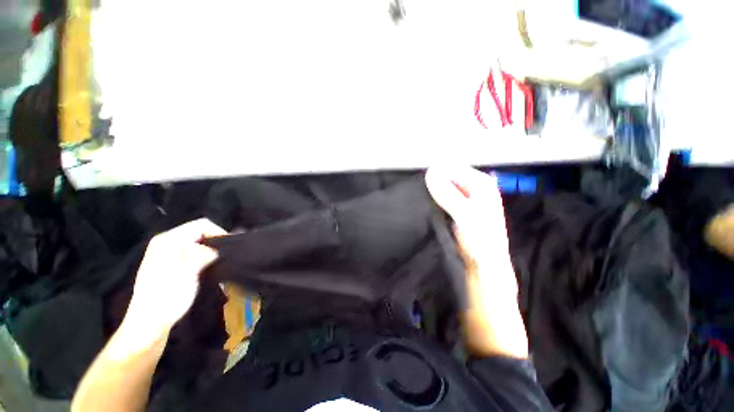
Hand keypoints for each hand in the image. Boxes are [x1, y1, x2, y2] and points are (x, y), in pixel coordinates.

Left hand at [122, 219, 226, 343]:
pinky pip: (190, 252)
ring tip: (218, 264)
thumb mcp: (188, 274)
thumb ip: (202, 254)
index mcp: (167, 241)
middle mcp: (164, 243)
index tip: (229, 248)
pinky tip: (205, 269)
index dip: (219, 233)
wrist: (148, 324)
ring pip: (195, 243)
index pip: (201, 225)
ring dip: (209, 251)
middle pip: (198, 232)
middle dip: (214, 243)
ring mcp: (164, 253)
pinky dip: (201, 257)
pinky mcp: (167, 263)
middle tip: (225, 257)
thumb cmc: (167, 299)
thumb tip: (216, 248)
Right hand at [426, 166, 527, 357]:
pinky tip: (421, 209)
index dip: (436, 174)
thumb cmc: (480, 245)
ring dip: (429, 193)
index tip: (419, 184)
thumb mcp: (466, 217)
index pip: (452, 169)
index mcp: (481, 185)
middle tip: (415, 193)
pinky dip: (430, 202)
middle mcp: (473, 191)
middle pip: (447, 178)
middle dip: (431, 183)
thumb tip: (429, 171)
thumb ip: (449, 194)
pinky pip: (439, 202)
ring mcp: (463, 203)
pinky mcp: (454, 215)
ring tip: (416, 201)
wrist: (483, 276)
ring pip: (442, 190)